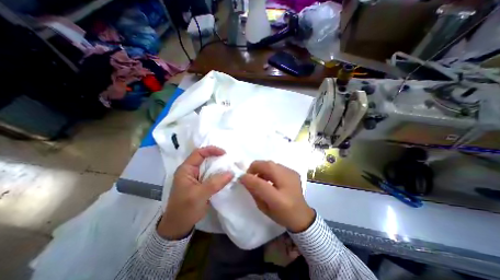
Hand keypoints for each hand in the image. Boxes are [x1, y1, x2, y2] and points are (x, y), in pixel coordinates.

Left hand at [157, 146, 232, 238]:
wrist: (179, 226)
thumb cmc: (185, 209)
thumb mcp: (199, 195)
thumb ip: (215, 183)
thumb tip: (231, 173)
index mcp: (186, 169)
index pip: (199, 153)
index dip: (211, 150)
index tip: (224, 153)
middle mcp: (191, 171)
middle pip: (205, 158)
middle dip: (217, 157)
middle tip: (230, 160)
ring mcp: (196, 177)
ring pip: (209, 167)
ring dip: (219, 166)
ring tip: (230, 166)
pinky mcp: (202, 183)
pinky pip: (212, 175)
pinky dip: (219, 174)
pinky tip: (227, 175)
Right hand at [241, 161, 312, 232]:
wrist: (302, 216)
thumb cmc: (281, 215)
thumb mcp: (264, 208)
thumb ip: (254, 192)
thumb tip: (244, 179)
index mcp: (280, 199)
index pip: (261, 184)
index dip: (248, 178)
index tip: (240, 177)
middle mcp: (288, 182)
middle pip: (268, 165)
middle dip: (254, 167)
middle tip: (250, 175)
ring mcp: (292, 174)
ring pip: (272, 163)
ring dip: (262, 168)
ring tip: (260, 177)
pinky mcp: (293, 171)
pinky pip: (277, 165)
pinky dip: (269, 169)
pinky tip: (270, 177)